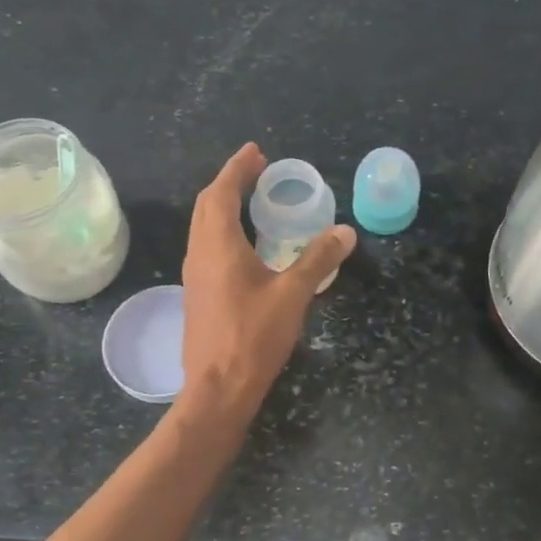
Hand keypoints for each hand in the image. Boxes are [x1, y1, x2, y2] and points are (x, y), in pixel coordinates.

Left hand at [179, 144, 354, 421]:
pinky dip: (223, 231)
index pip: (220, 193)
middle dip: (229, 182)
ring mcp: (195, 276)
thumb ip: (318, 259)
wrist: (218, 388)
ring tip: (251, 200)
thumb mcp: (293, 295)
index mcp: (218, 246)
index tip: (255, 152)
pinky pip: (207, 247)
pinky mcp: (198, 295)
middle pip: (207, 206)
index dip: (237, 169)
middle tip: (256, 170)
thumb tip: (345, 231)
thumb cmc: (253, 337)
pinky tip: (246, 245)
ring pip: (203, 228)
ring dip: (223, 206)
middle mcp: (200, 254)